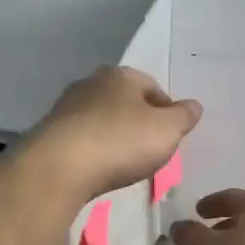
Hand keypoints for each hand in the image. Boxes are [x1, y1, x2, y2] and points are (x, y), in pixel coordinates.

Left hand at [27, 66, 201, 201]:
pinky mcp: (50, 133)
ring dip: (114, 137)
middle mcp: (91, 83)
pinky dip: (94, 151)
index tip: (172, 137)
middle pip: (125, 102)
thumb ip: (184, 117)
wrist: (60, 167)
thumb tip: (194, 106)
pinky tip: (98, 169)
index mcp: (121, 75)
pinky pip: (82, 140)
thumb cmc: (121, 141)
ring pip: (101, 120)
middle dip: (139, 123)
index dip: (167, 112)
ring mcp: (66, 108)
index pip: (153, 88)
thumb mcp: (167, 130)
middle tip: (150, 151)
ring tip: (123, 163)